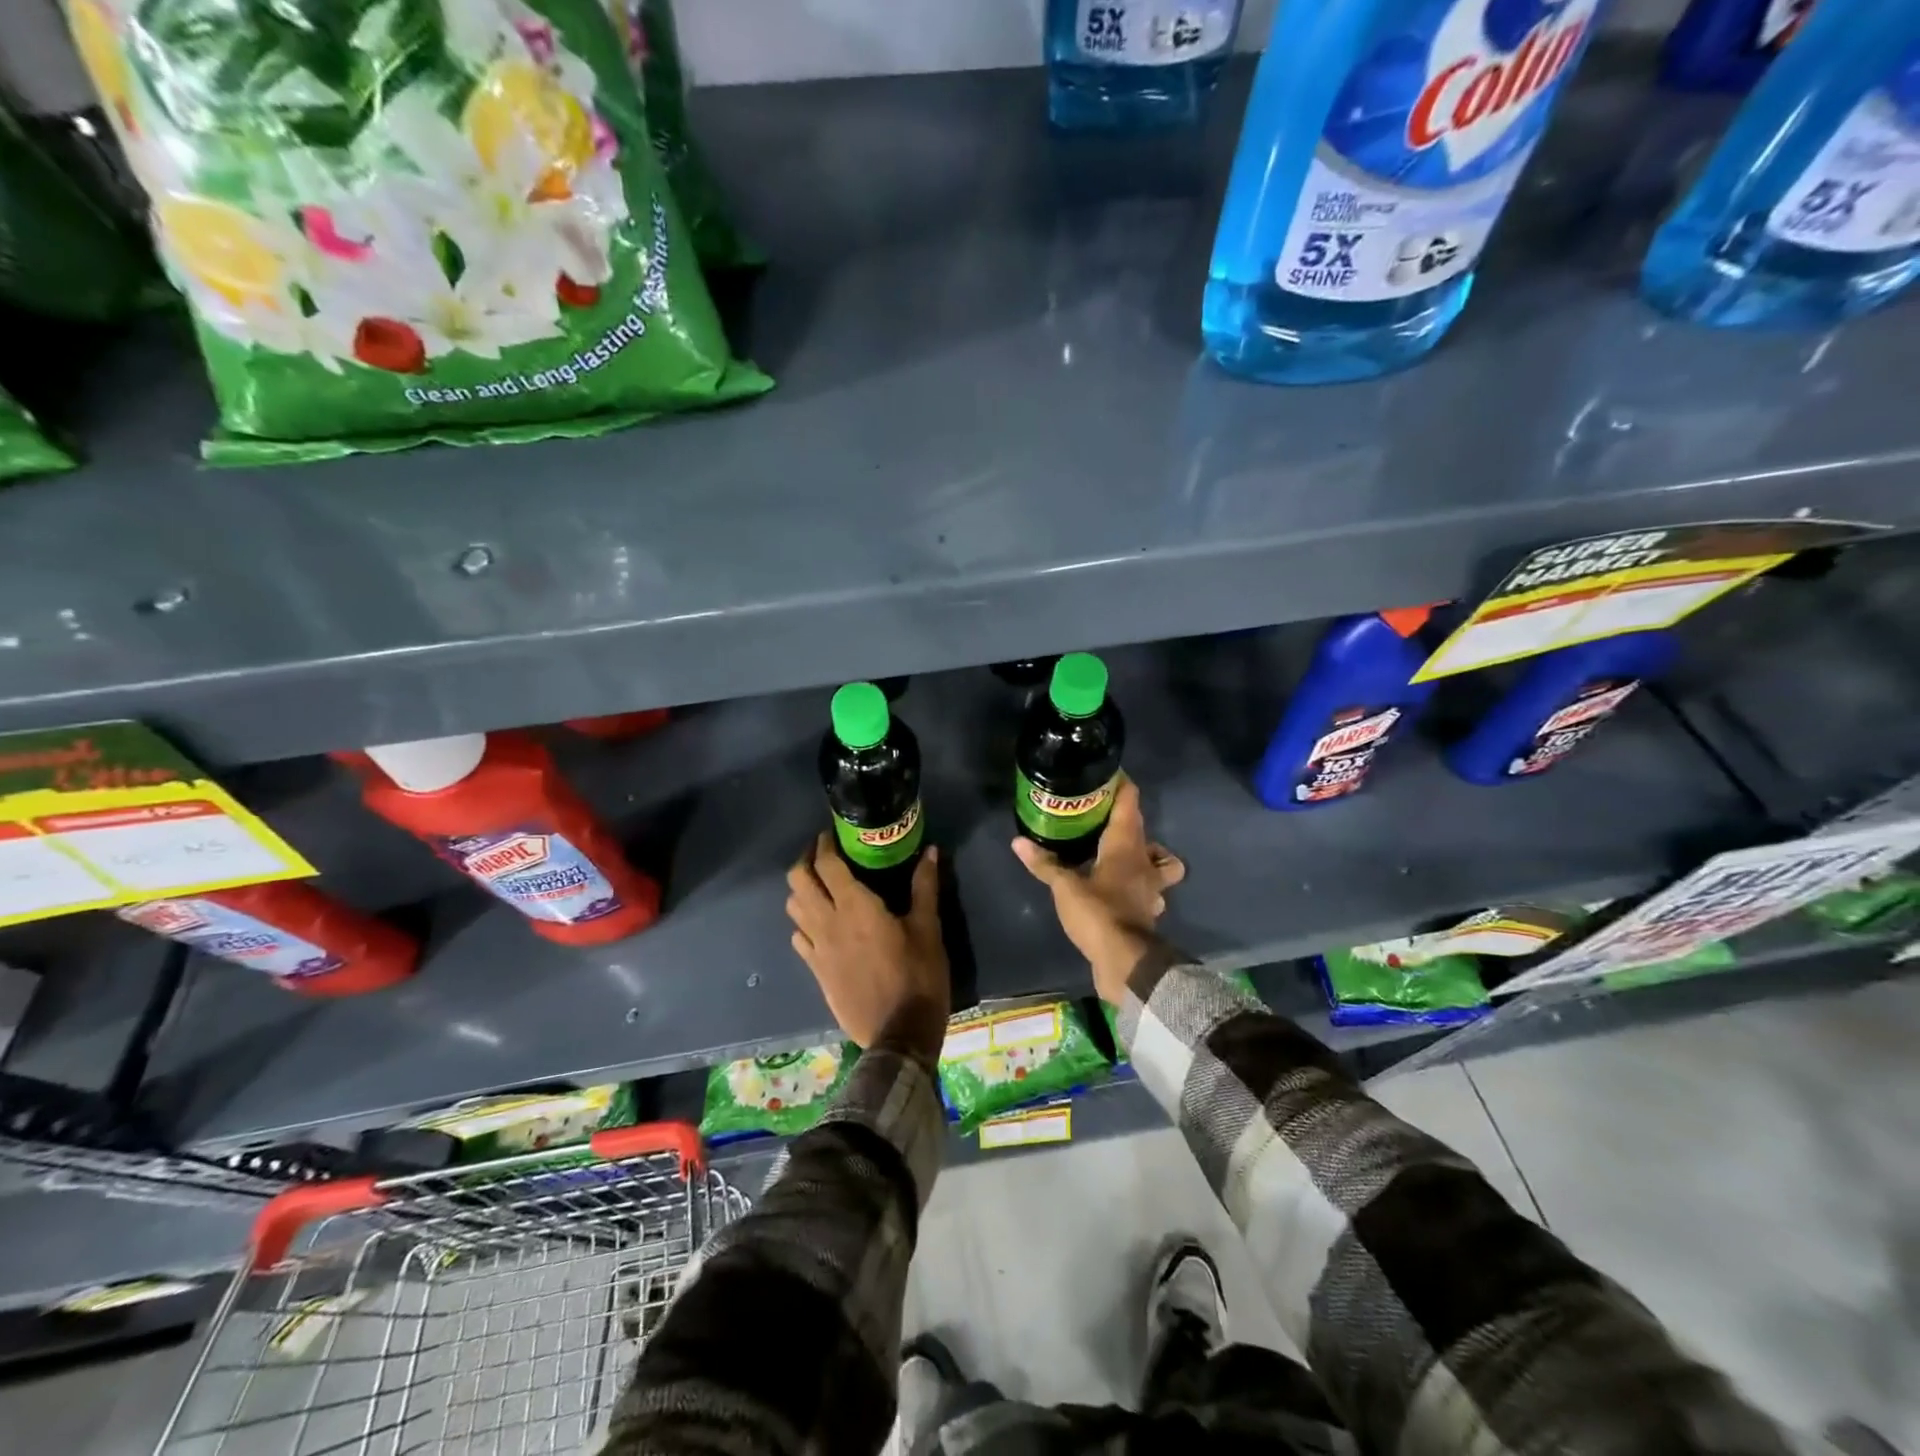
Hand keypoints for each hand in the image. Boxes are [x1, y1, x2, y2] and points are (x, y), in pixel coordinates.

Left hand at [787, 836, 949, 1061]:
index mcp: (855, 907)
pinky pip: (799, 937)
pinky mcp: (816, 971)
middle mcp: (827, 923)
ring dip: (801, 890)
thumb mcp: (928, 929)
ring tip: (820, 885)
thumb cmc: (918, 976)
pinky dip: (804, 922)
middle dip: (805, 860)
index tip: (831, 834)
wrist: (899, 1033)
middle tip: (822, 854)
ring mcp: (817, 949)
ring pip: (793, 908)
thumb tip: (929, 851)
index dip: (824, 844)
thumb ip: (925, 887)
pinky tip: (820, 924)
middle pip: (798, 881)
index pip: (826, 865)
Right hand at [1012, 779, 1184, 1005]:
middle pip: (1143, 830)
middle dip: (1126, 818)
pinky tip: (1121, 890)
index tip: (1107, 775)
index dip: (1122, 786)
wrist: (1126, 962)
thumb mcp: (1065, 887)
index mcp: (1126, 846)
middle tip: (1100, 816)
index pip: (1130, 803)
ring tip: (1118, 856)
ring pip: (1159, 862)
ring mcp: (1151, 888)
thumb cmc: (1098, 913)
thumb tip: (1018, 841)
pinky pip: (1149, 889)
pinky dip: (1140, 886)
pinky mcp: (1147, 911)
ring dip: (1145, 855)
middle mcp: (1144, 861)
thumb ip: (1045, 864)